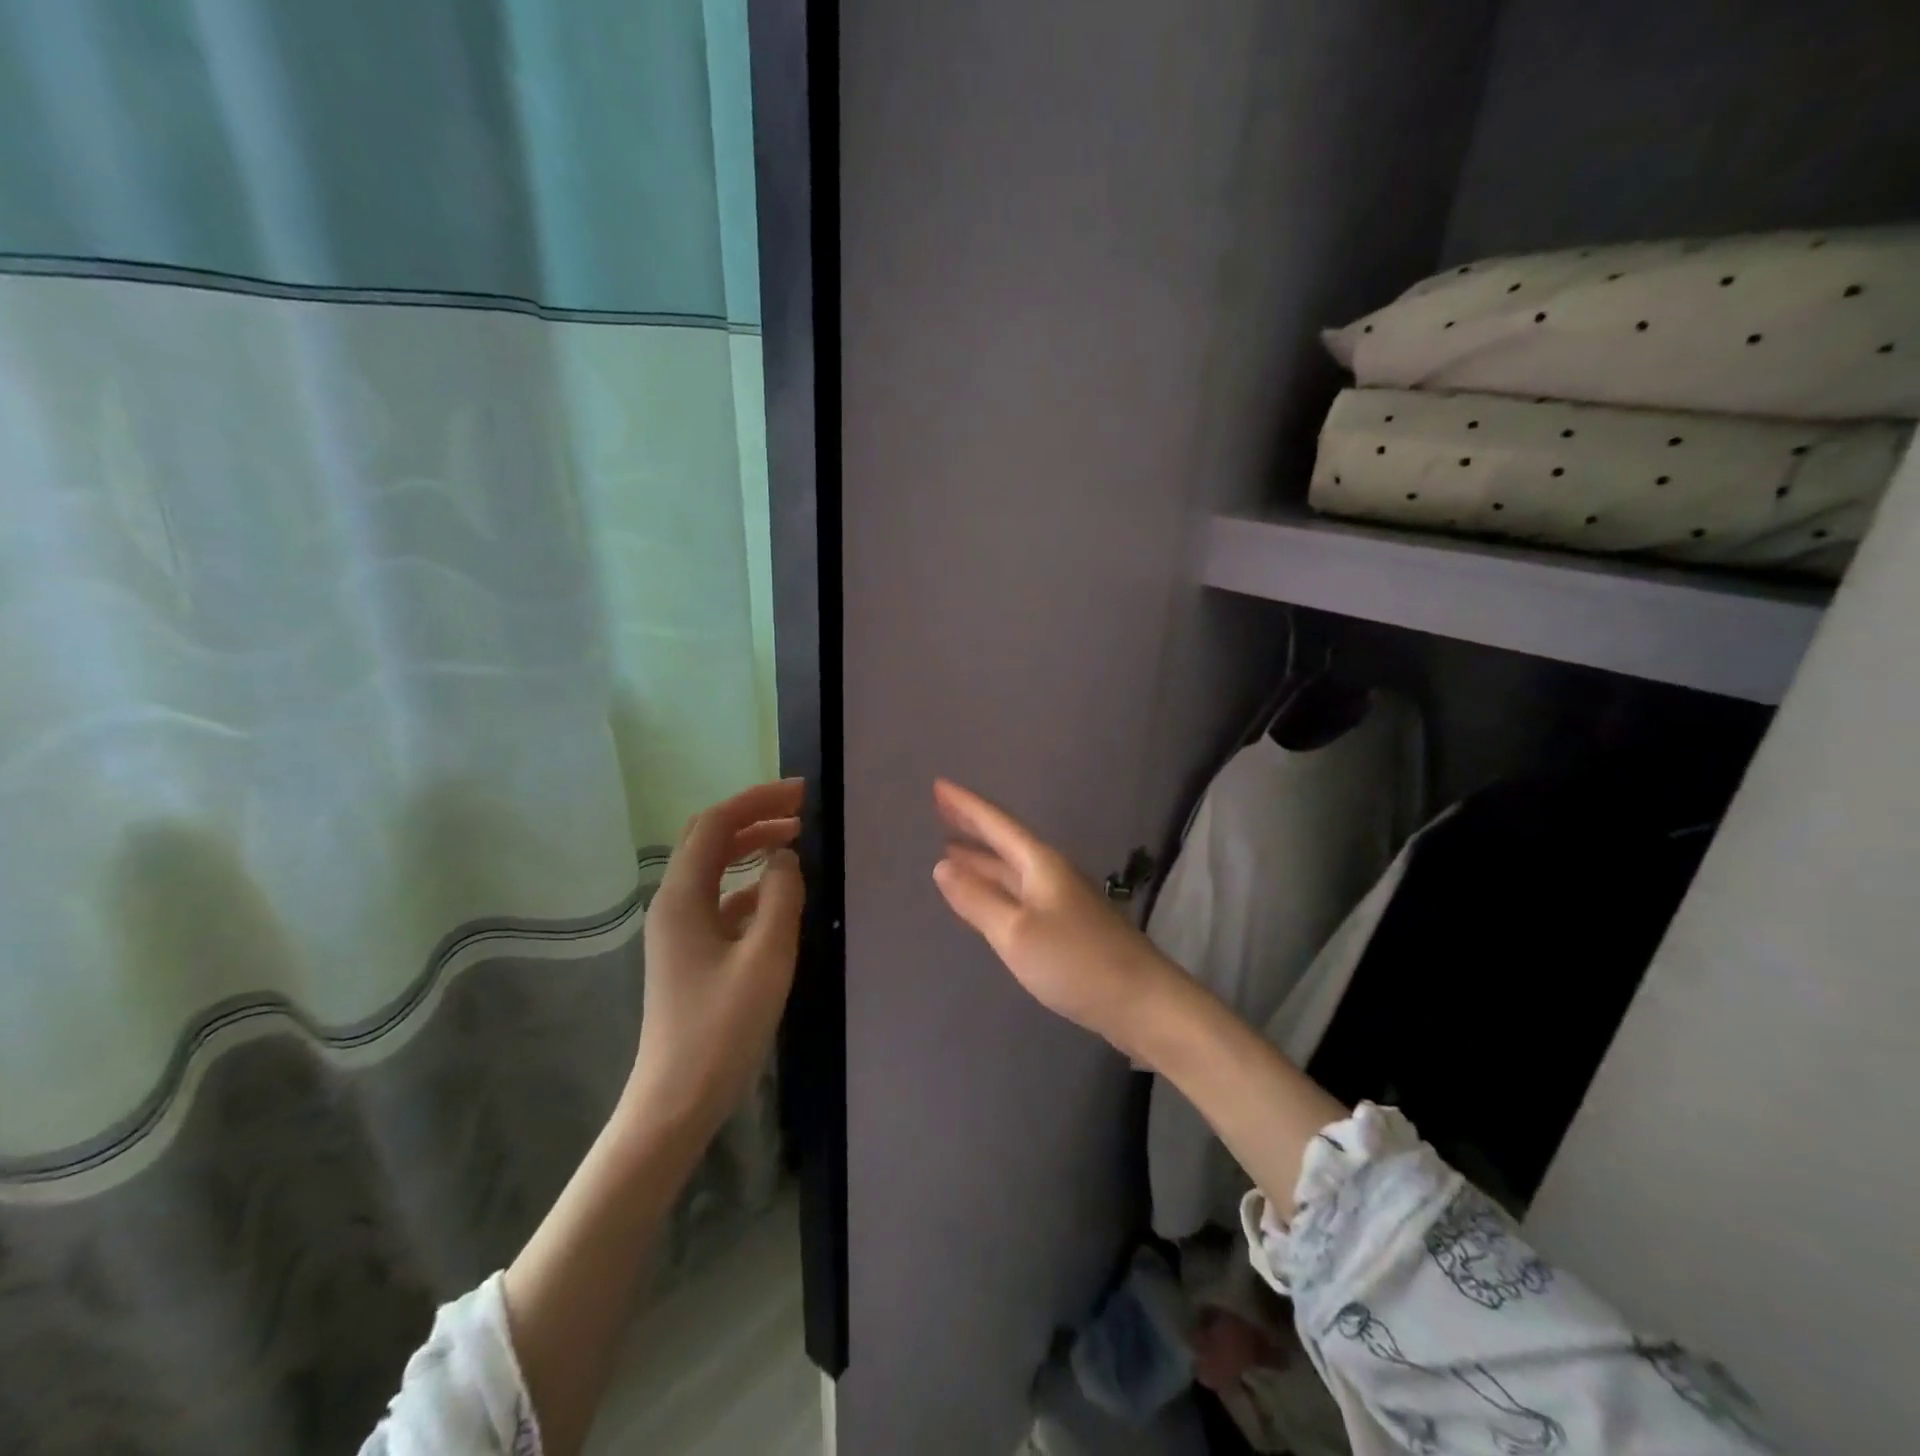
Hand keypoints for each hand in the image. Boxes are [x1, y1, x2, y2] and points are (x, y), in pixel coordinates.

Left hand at [627, 779, 806, 1140]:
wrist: (676, 1101)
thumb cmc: (722, 1028)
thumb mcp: (766, 957)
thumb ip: (782, 897)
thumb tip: (785, 857)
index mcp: (683, 897)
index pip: (717, 824)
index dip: (758, 799)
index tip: (803, 794)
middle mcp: (674, 903)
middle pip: (710, 838)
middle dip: (754, 815)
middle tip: (802, 810)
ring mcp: (679, 928)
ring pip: (714, 867)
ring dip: (751, 846)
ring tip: (795, 840)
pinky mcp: (690, 951)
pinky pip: (720, 899)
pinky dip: (749, 883)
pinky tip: (779, 893)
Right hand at [931, 778, 1181, 1059]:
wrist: (1140, 1000)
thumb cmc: (1075, 961)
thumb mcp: (1015, 932)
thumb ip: (977, 899)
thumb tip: (942, 865)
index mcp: (1040, 864)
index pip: (996, 824)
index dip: (966, 806)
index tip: (938, 785)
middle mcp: (1051, 873)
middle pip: (1005, 842)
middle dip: (972, 826)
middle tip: (939, 810)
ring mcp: (1061, 899)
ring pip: (1012, 870)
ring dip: (982, 859)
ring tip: (949, 851)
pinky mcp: (1066, 925)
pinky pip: (1019, 893)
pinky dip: (995, 887)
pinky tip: (984, 897)